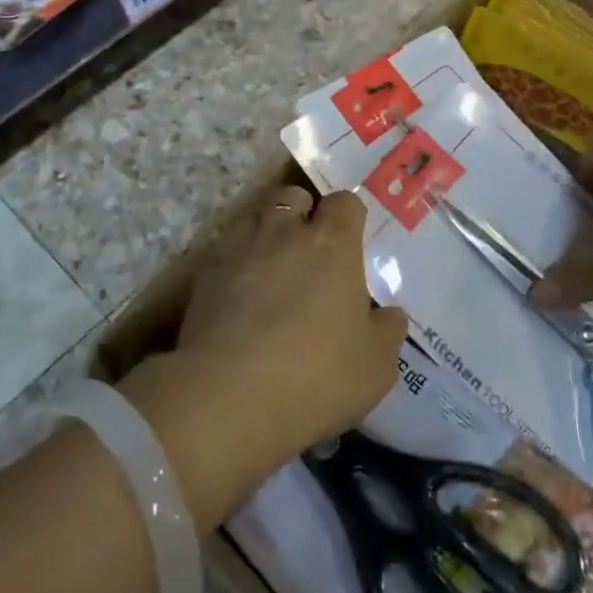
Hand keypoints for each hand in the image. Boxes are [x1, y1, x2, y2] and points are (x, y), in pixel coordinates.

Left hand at [120, 188, 407, 528]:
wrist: (229, 395)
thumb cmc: (317, 374)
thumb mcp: (376, 366)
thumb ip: (387, 331)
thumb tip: (389, 314)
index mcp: (332, 244)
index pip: (345, 202)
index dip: (349, 216)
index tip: (351, 240)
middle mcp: (284, 232)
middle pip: (293, 196)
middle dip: (302, 212)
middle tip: (309, 250)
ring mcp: (238, 248)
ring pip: (254, 219)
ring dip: (265, 235)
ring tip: (271, 270)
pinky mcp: (203, 274)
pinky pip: (224, 253)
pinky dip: (234, 265)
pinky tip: (238, 298)